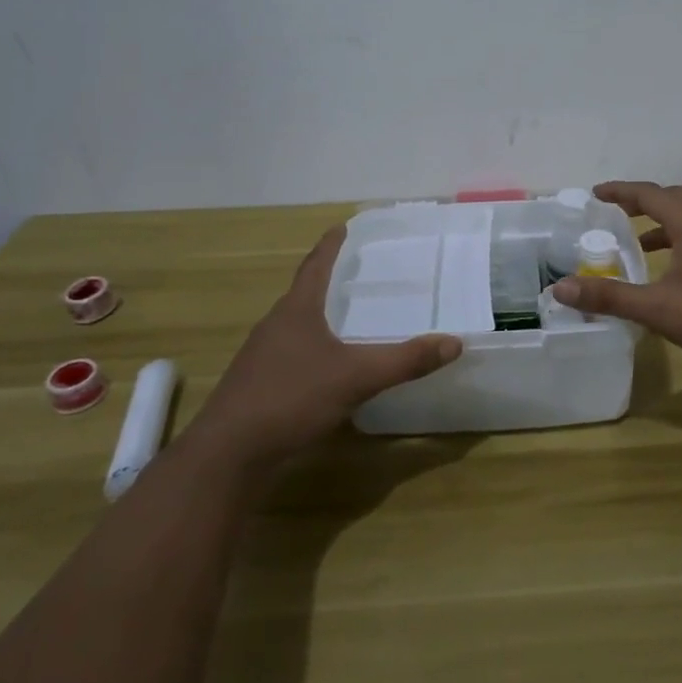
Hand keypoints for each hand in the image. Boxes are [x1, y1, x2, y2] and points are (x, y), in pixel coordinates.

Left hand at [200, 227, 461, 472]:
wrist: (227, 456)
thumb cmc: (289, 399)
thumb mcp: (355, 378)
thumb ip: (404, 360)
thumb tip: (454, 343)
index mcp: (296, 311)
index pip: (315, 266)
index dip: (330, 245)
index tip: (342, 226)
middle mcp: (276, 326)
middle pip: (305, 293)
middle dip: (329, 280)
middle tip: (360, 271)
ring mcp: (263, 358)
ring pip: (298, 326)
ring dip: (321, 317)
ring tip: (350, 316)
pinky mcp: (259, 386)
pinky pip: (293, 355)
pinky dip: (315, 350)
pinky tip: (331, 367)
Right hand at [551, 181, 681, 367]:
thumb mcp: (658, 309)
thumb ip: (611, 297)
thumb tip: (561, 287)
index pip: (650, 194)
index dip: (621, 191)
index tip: (595, 193)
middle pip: (672, 199)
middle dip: (640, 201)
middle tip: (614, 211)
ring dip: (661, 222)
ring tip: (637, 241)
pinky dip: (678, 240)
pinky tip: (672, 270)